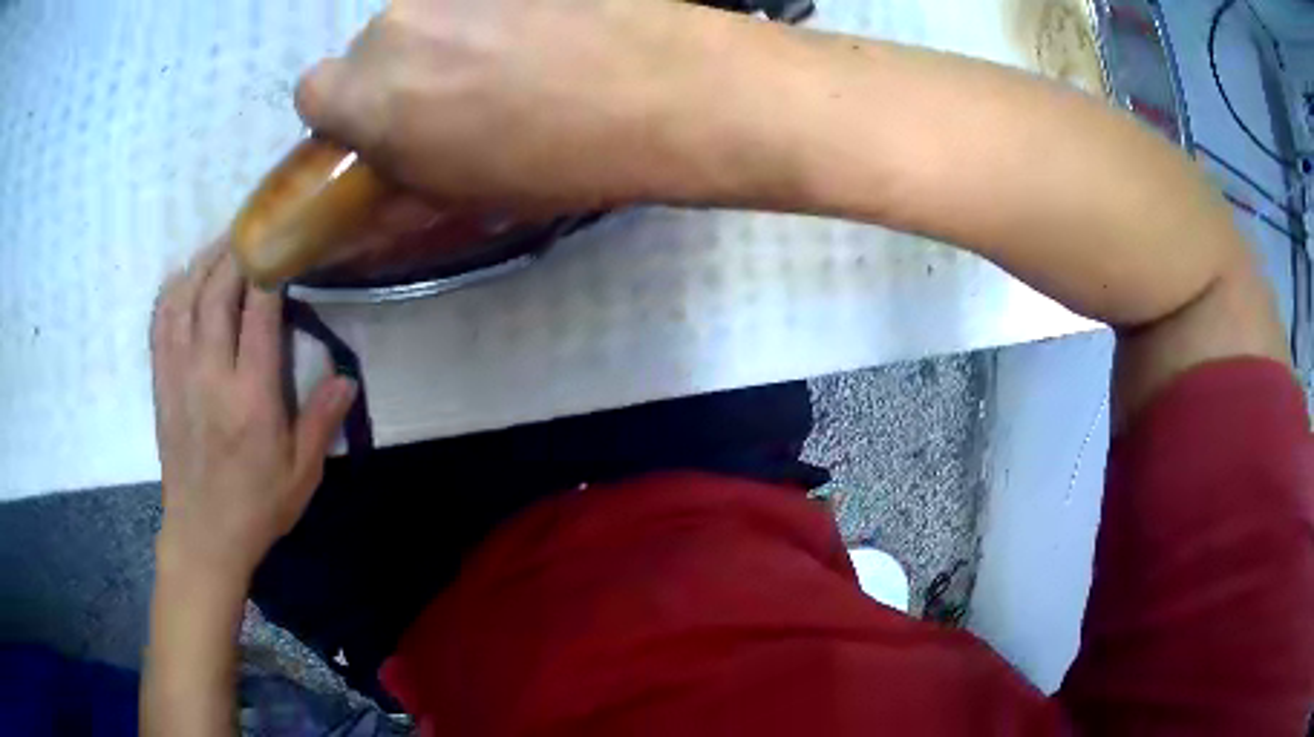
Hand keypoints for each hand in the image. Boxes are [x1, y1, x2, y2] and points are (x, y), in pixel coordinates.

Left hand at [150, 241, 355, 584]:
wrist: (203, 537)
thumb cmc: (256, 508)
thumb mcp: (302, 475)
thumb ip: (320, 422)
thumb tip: (347, 378)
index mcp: (251, 398)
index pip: (258, 314)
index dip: (270, 271)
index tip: (284, 243)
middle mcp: (211, 376)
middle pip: (217, 293)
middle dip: (235, 252)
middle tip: (254, 228)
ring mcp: (180, 377)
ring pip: (185, 299)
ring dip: (204, 262)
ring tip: (222, 243)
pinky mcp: (162, 385)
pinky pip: (160, 324)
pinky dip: (172, 291)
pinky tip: (184, 277)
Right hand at [294, 0, 738, 207]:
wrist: (663, 90)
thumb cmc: (558, 160)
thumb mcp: (464, 193)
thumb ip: (401, 178)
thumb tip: (380, 173)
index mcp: (368, 95)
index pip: (313, 94)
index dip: (343, 111)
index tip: (382, 123)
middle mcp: (393, 24)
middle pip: (371, 46)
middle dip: (399, 70)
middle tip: (460, 93)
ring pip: (424, 12)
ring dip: (448, 33)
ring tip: (514, 57)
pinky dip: (492, 10)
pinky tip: (543, 27)